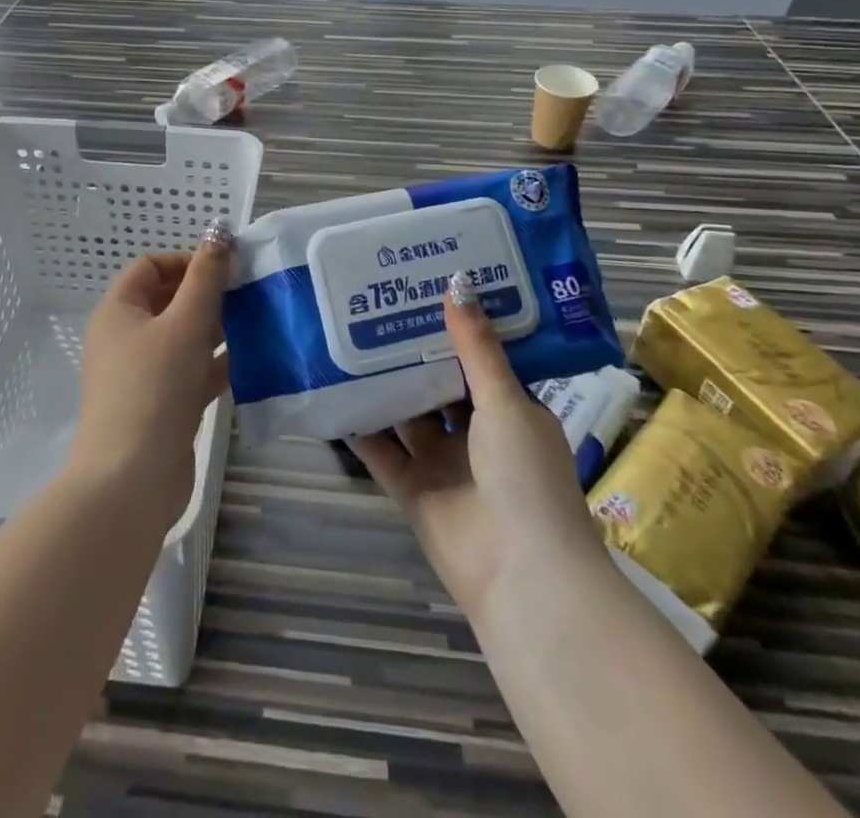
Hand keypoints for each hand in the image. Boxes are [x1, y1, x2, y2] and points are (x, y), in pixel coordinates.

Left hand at [67, 221, 234, 529]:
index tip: (224, 269)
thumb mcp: (185, 324)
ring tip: (257, 321)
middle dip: (206, 294)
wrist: (131, 481)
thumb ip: (206, 278)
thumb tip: (220, 233)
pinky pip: (190, 372)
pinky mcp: (160, 406)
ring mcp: (142, 375)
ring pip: (182, 338)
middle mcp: (124, 339)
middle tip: (247, 293)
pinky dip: (215, 364)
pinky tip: (251, 360)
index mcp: (118, 312)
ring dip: (216, 328)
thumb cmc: (154, 388)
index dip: (186, 261)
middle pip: (167, 301)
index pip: (149, 267)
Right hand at [348, 274, 601, 619]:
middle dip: (414, 353)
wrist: (521, 575)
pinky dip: (361, 428)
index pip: (478, 360)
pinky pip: (382, 451)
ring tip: (348, 339)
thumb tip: (457, 283)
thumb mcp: (504, 402)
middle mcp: (477, 434)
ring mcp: (443, 464)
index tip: (425, 288)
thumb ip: (476, 348)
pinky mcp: (413, 490)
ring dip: (385, 386)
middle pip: (439, 385)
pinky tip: (334, 395)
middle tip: (378, 306)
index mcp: (511, 411)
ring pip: (408, 415)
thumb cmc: (525, 476)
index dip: (455, 327)